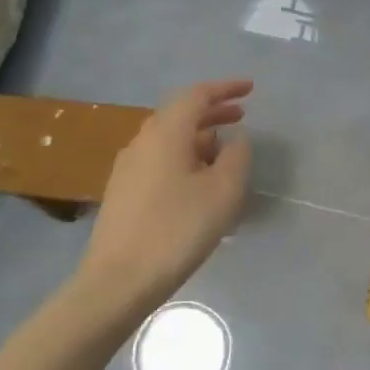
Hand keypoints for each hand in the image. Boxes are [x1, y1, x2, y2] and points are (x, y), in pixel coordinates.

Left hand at [72, 79, 252, 326]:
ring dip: (199, 137)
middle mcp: (142, 141)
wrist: (119, 280)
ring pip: (169, 138)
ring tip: (224, 152)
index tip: (250, 89)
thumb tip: (235, 139)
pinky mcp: (123, 192)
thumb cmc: (177, 230)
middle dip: (212, 111)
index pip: (196, 96)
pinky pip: (159, 159)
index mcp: (166, 133)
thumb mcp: (222, 192)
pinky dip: (184, 157)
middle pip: (179, 114)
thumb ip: (236, 157)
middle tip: (241, 116)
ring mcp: (128, 167)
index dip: (225, 89)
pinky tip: (198, 181)